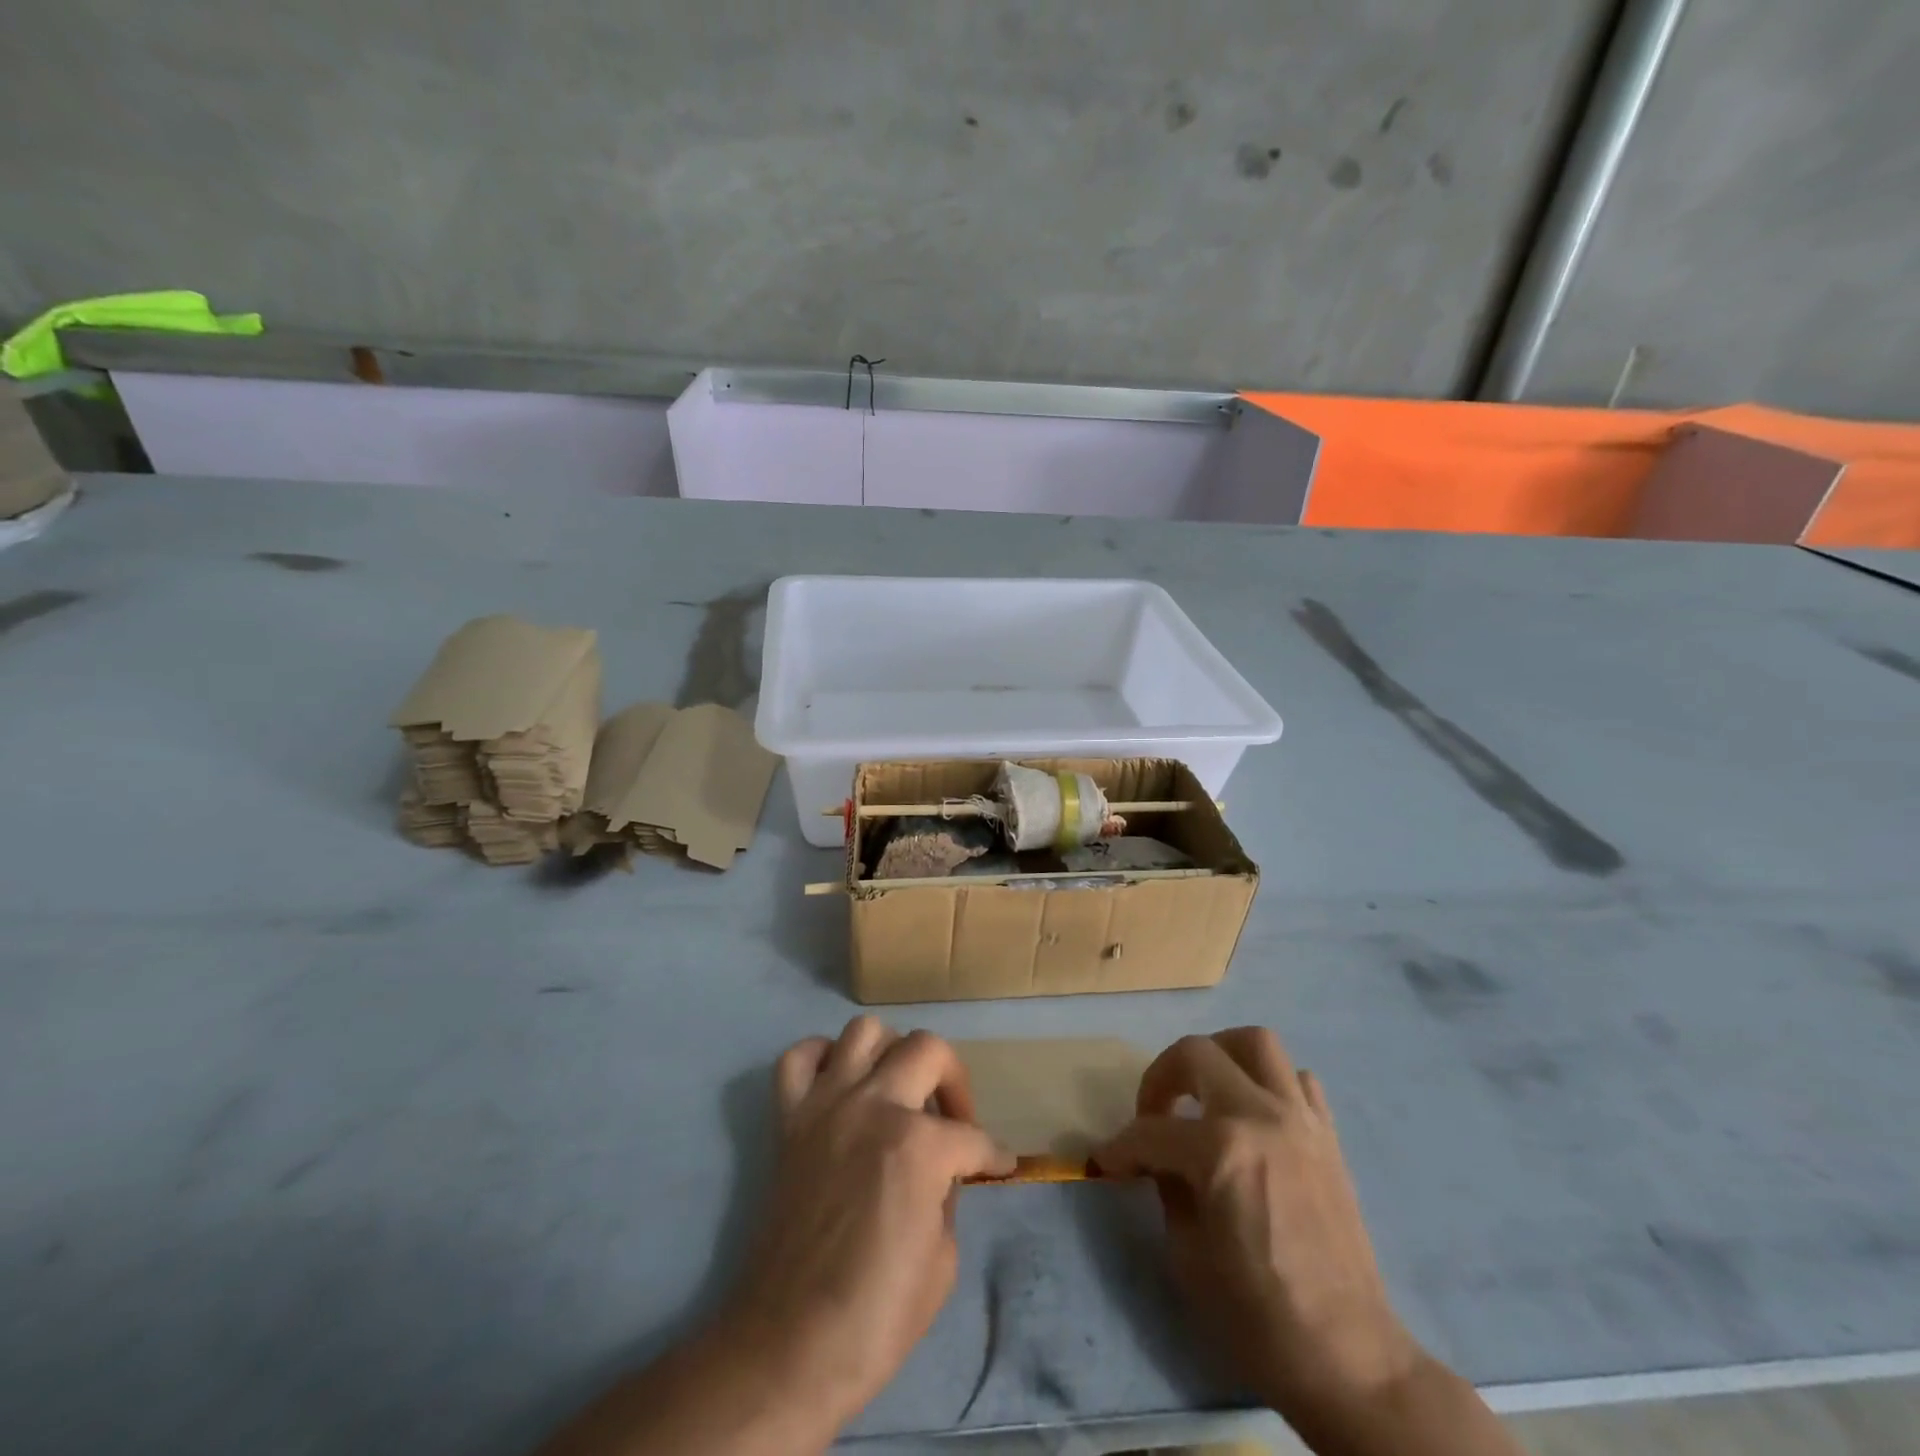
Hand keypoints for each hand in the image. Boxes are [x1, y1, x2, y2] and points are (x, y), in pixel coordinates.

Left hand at [716, 1016, 1015, 1430]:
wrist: (788, 1346)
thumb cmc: (876, 1316)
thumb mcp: (943, 1260)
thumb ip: (947, 1195)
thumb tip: (944, 1172)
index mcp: (918, 1145)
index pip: (973, 1136)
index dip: (993, 1155)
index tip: (1000, 1165)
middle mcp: (874, 1105)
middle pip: (928, 1048)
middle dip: (954, 1081)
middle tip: (955, 1119)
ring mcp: (826, 1104)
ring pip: (865, 1031)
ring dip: (891, 1053)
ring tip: (899, 1090)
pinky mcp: (789, 1118)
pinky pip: (800, 1058)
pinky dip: (823, 1059)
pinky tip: (841, 1084)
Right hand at [1095, 1028, 1417, 1420]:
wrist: (1348, 1358)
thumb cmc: (1257, 1315)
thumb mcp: (1187, 1253)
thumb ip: (1167, 1187)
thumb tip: (1153, 1159)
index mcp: (1221, 1150)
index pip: (1152, 1130)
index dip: (1120, 1146)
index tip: (1108, 1161)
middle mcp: (1261, 1116)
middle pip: (1197, 1052)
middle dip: (1161, 1076)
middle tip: (1152, 1112)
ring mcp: (1300, 1119)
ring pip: (1256, 1042)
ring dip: (1219, 1054)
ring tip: (1204, 1089)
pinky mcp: (1328, 1135)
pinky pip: (1297, 1080)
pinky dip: (1270, 1082)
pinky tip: (1255, 1114)